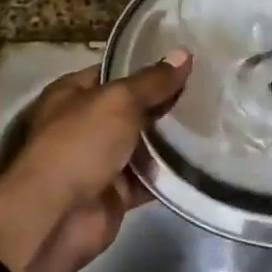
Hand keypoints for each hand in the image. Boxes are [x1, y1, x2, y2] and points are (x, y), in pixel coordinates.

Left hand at [0, 53, 190, 271]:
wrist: (56, 217)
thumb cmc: (80, 144)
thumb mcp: (118, 102)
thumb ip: (153, 82)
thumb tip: (184, 54)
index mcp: (73, 93)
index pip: (115, 72)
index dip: (148, 66)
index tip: (186, 62)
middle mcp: (85, 124)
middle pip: (132, 108)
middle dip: (165, 102)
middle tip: (210, 89)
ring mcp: (100, 160)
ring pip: (143, 144)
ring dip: (171, 138)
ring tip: (215, 120)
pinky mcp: (116, 193)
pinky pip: (149, 178)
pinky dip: (171, 173)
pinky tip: (204, 159)